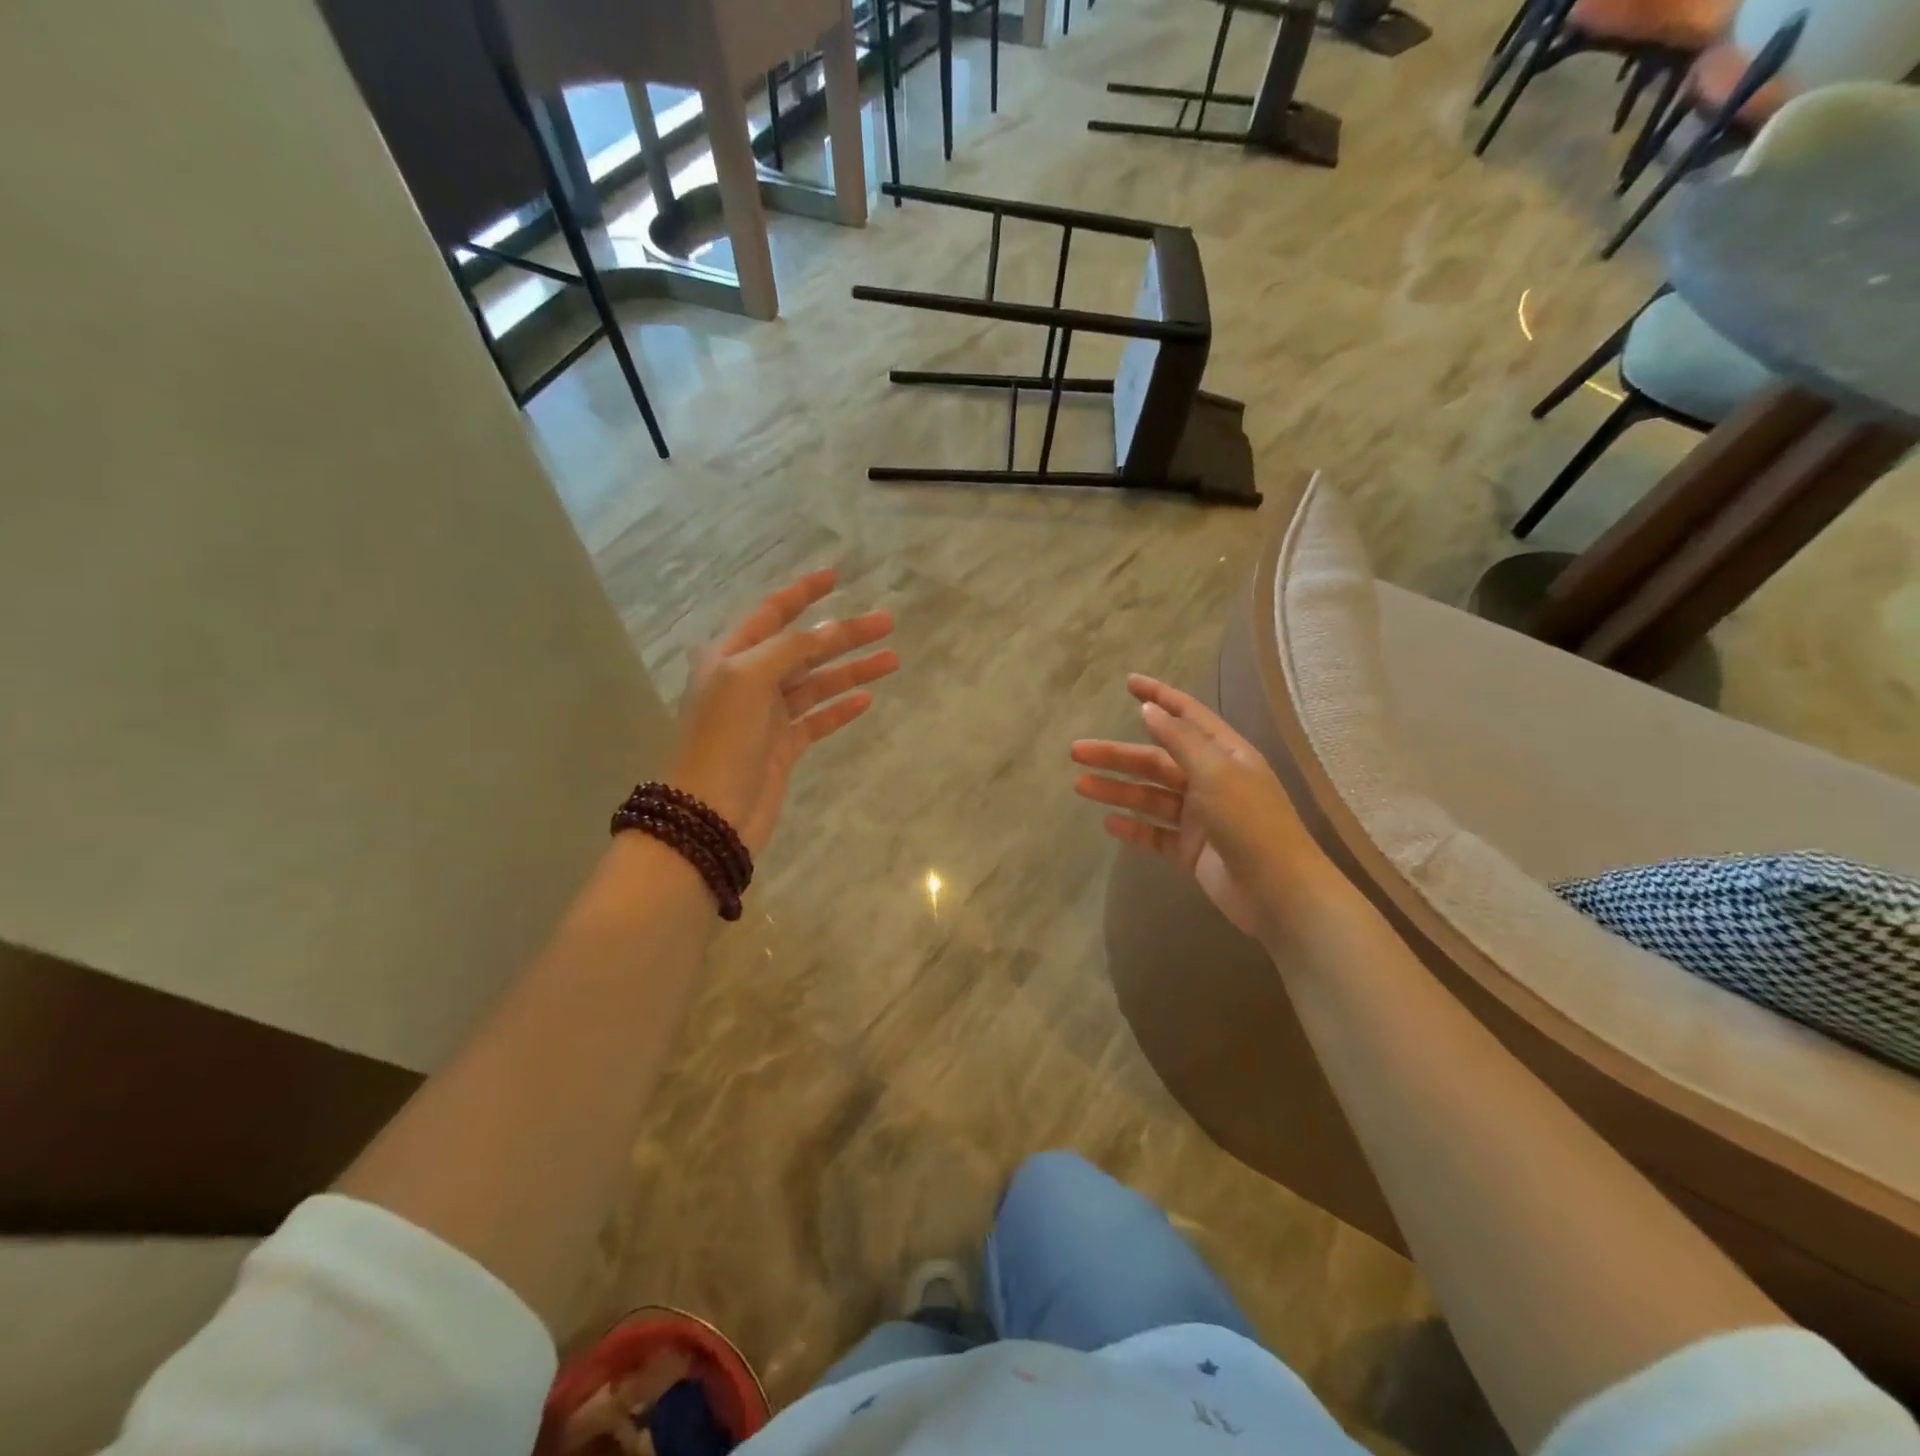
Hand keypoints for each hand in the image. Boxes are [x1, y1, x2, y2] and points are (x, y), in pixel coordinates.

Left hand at [666, 569, 897, 854]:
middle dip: (844, 634)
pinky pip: (818, 720)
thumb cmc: (721, 739)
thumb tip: (827, 629)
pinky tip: (867, 700)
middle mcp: (749, 681)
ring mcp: (767, 717)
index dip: (803, 593)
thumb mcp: (748, 678)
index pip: (772, 614)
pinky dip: (841, 709)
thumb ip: (790, 649)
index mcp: (731, 657)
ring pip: (817, 684)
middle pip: (805, 648)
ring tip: (892, 659)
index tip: (836, 575)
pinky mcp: (783, 748)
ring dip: (852, 670)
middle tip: (887, 622)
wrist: (709, 813)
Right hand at [1071, 675, 1338, 941]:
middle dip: (1118, 755)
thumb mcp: (1215, 772)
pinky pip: (1155, 833)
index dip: (1159, 697)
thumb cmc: (1251, 823)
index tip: (1129, 683)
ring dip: (1117, 790)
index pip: (1187, 716)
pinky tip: (1109, 823)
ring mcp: (1200, 817)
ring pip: (1150, 797)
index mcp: (1225, 755)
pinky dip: (1133, 827)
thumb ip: (1179, 740)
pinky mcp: (1191, 850)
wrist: (1278, 893)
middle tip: (1078, 751)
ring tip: (1080, 786)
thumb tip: (1148, 710)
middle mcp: (1211, 781)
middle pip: (1157, 760)